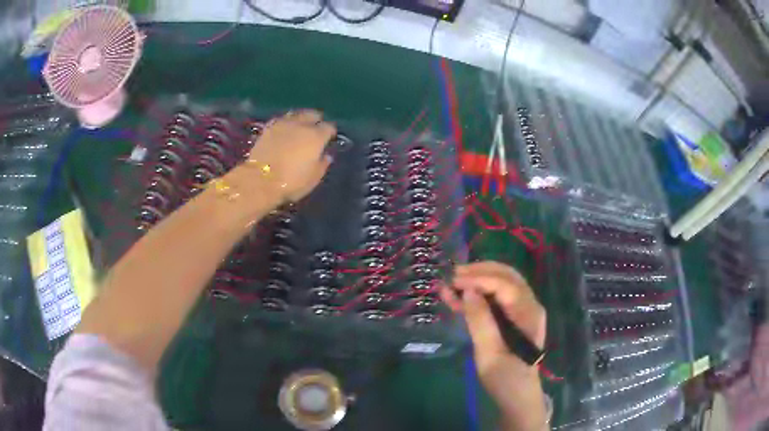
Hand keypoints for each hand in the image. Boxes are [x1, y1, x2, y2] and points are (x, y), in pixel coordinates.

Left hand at [246, 109, 335, 202]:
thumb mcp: (313, 178)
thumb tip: (326, 156)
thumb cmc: (291, 182)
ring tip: (299, 127)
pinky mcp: (268, 128)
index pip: (329, 127)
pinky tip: (284, 129)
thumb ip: (322, 164)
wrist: (260, 180)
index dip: (330, 132)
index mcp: (316, 136)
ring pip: (296, 114)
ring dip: (300, 119)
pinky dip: (285, 123)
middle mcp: (301, 125)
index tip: (329, 138)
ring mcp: (283, 124)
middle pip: (312, 114)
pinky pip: (281, 120)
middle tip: (315, 129)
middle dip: (316, 120)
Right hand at [441, 261, 547, 430]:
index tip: (453, 280)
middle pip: (506, 277)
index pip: (504, 284)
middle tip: (452, 275)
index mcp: (528, 313)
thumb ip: (480, 321)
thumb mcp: (490, 354)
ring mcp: (521, 311)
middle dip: (479, 272)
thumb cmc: (506, 379)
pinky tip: (457, 298)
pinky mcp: (512, 318)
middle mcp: (528, 305)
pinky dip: (477, 295)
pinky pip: (496, 299)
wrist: (517, 397)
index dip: (479, 278)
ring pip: (500, 284)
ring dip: (477, 280)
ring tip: (450, 283)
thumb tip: (468, 291)